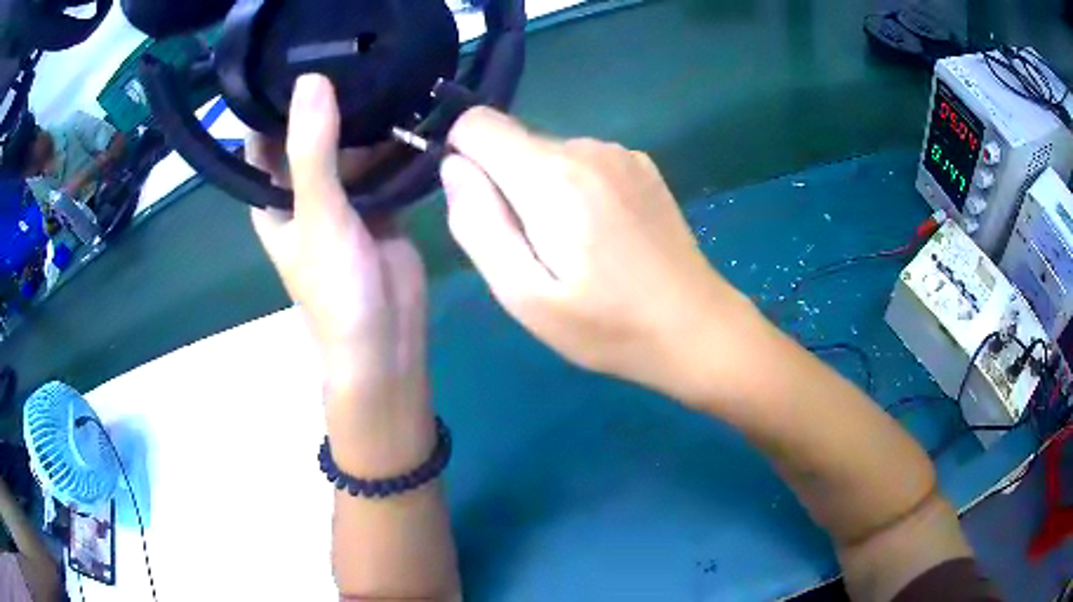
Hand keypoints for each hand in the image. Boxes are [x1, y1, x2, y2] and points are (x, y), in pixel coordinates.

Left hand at [248, 74, 432, 473]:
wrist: (387, 339)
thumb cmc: (336, 289)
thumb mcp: (317, 216)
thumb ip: (312, 151)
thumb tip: (311, 80)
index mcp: (274, 195)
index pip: (263, 135)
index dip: (274, 98)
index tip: (298, 52)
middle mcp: (304, 189)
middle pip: (310, 131)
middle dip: (328, 96)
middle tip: (354, 47)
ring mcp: (344, 194)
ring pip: (350, 142)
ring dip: (364, 113)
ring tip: (385, 64)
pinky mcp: (379, 200)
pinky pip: (382, 160)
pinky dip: (393, 138)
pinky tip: (410, 103)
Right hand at [441, 108, 758, 398]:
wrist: (696, 327)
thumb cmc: (607, 325)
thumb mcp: (524, 295)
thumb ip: (478, 223)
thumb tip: (454, 167)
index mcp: (552, 174)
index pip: (477, 123)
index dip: (463, 159)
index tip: (483, 210)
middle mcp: (586, 146)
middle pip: (513, 143)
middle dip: (506, 187)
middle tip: (538, 252)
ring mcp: (620, 152)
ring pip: (548, 154)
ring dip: (544, 192)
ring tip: (576, 250)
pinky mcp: (641, 166)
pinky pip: (583, 163)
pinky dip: (577, 190)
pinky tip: (606, 236)